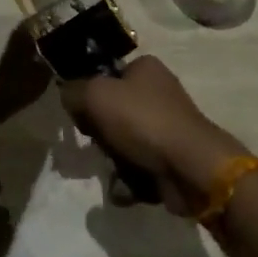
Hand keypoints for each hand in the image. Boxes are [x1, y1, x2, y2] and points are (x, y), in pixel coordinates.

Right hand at [61, 56, 249, 216]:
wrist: (191, 166)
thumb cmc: (143, 121)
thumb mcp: (97, 95)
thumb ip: (74, 91)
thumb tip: (67, 94)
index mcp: (145, 68)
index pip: (105, 77)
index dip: (91, 97)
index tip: (84, 117)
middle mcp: (158, 92)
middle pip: (113, 113)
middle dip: (103, 137)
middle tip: (101, 147)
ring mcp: (167, 126)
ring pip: (124, 143)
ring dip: (114, 163)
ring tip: (117, 172)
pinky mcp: (172, 158)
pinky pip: (139, 167)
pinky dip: (130, 180)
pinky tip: (128, 188)